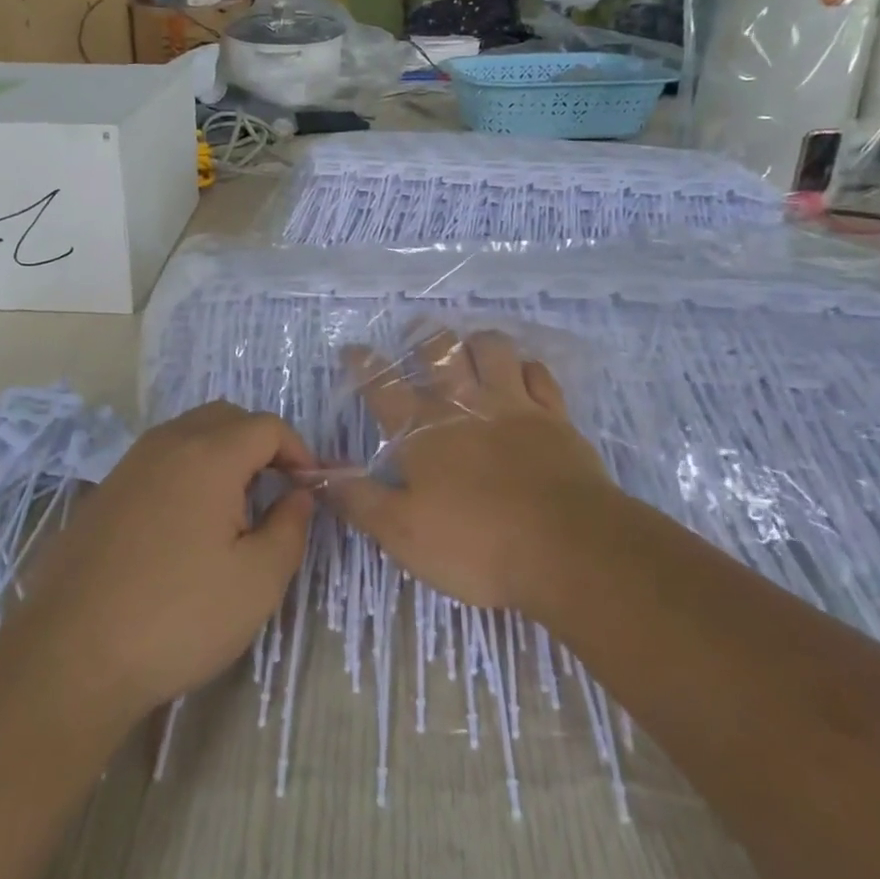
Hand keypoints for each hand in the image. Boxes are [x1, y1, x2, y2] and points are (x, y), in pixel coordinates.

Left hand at [15, 402, 314, 720]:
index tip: (307, 491)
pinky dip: (186, 473)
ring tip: (232, 512)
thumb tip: (298, 495)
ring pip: (189, 434)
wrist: (70, 656)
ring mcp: (129, 465)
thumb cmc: (178, 617)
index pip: (267, 426)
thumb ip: (290, 527)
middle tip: (274, 493)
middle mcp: (166, 444)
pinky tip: (185, 528)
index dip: (298, 451)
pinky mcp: (104, 492)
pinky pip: (159, 460)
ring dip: (222, 456)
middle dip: (260, 445)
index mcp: (209, 455)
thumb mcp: (257, 581)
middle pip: (226, 417)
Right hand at [328, 329, 625, 615]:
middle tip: (417, 330)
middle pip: (439, 352)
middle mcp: (464, 404)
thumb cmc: (474, 543)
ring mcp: (513, 405)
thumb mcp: (401, 533)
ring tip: (471, 346)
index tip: (352, 349)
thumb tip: (314, 475)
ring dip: (478, 342)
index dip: (364, 365)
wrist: (566, 548)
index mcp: (422, 429)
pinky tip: (524, 372)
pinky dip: (527, 367)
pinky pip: (540, 374)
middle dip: (424, 337)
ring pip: (492, 349)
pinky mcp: (555, 417)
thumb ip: (357, 500)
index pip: (382, 386)